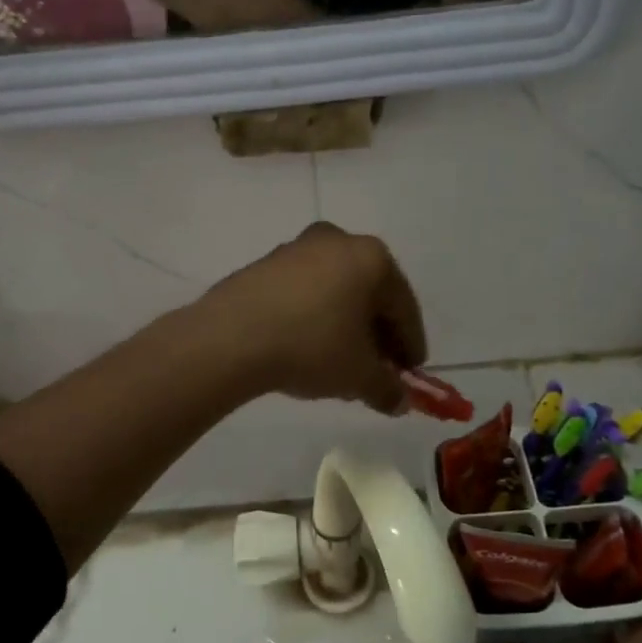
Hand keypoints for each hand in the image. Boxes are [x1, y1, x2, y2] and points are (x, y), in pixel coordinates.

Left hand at [196, 222, 425, 413]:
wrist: (230, 337)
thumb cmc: (311, 347)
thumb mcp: (358, 376)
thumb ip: (387, 388)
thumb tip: (399, 401)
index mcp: (371, 257)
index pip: (403, 307)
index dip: (411, 344)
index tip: (411, 373)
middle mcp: (337, 241)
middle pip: (369, 295)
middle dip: (376, 334)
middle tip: (378, 369)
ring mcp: (296, 249)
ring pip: (335, 292)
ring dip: (344, 326)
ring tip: (340, 363)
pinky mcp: (264, 265)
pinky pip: (303, 294)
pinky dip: (313, 318)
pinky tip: (306, 347)